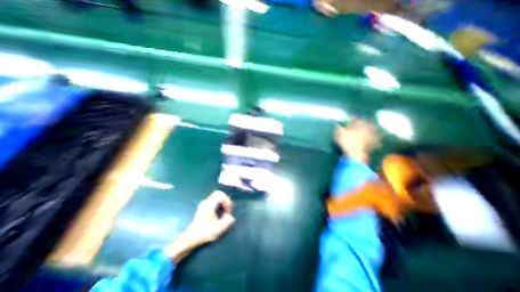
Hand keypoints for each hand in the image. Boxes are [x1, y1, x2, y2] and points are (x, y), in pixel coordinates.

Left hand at [187, 190, 235, 245]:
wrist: (190, 238)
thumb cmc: (204, 233)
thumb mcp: (218, 229)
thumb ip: (227, 221)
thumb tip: (231, 216)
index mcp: (209, 205)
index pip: (220, 194)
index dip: (226, 200)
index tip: (228, 209)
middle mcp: (206, 202)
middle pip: (218, 193)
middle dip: (225, 199)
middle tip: (227, 208)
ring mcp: (204, 204)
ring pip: (216, 196)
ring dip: (222, 202)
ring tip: (224, 211)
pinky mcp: (203, 207)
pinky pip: (213, 200)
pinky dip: (218, 204)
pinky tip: (219, 213)